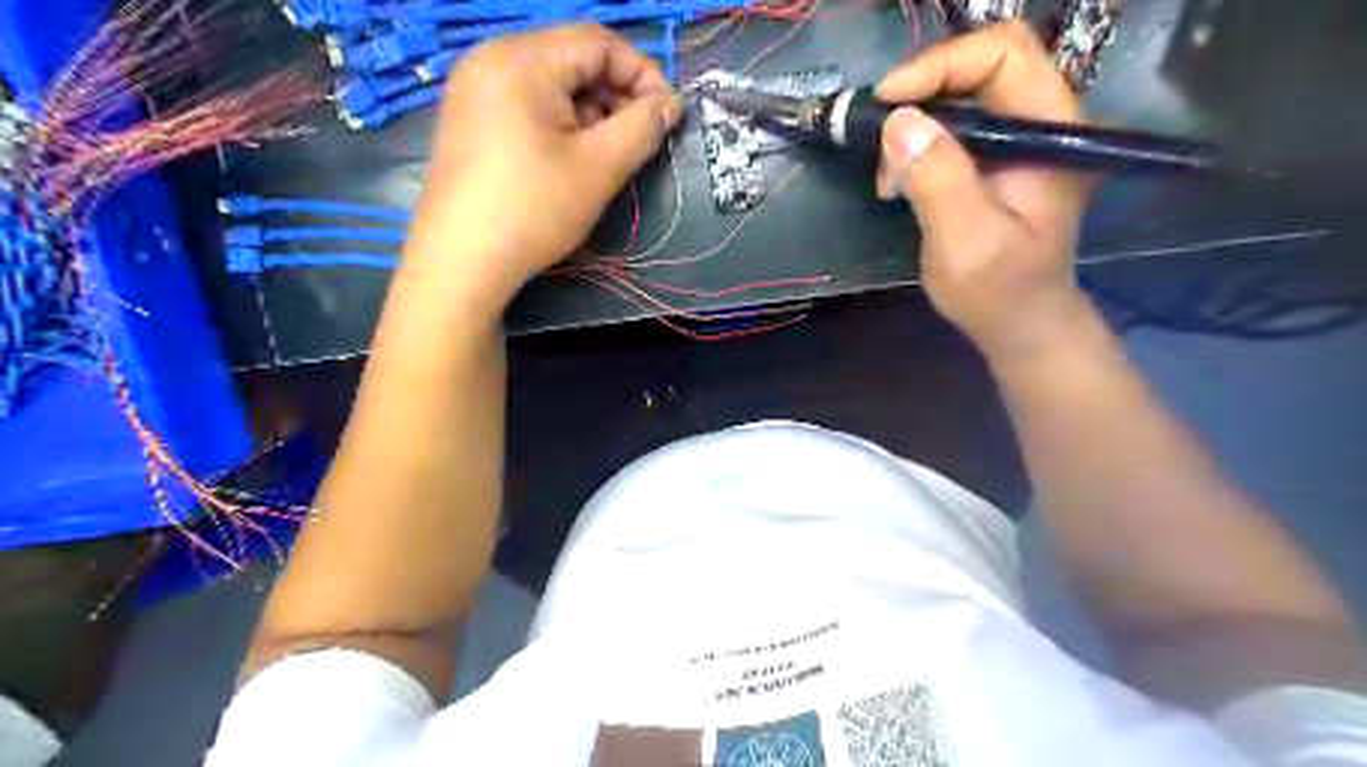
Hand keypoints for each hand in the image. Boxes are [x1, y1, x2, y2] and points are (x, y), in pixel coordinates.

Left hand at [405, 25, 682, 308]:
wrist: (461, 262)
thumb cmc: (533, 210)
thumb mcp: (599, 167)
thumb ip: (642, 127)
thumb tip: (668, 105)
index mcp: (521, 59)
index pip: (599, 42)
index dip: (643, 74)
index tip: (667, 116)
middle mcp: (491, 59)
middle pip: (572, 58)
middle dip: (615, 95)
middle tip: (639, 140)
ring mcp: (474, 89)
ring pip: (551, 83)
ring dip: (591, 112)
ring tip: (606, 156)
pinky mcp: (469, 120)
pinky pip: (527, 104)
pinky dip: (560, 123)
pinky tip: (570, 160)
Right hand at [875, 22, 1097, 360]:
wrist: (1018, 323)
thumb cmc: (998, 291)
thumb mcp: (965, 241)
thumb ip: (938, 179)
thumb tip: (897, 121)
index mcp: (1052, 131)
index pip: (1003, 55)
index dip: (940, 66)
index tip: (887, 102)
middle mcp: (1043, 121)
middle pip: (981, 65)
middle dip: (922, 92)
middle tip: (879, 132)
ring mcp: (1019, 139)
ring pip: (961, 93)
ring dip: (914, 123)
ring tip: (888, 175)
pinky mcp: (996, 157)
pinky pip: (952, 125)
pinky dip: (917, 143)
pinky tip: (899, 180)